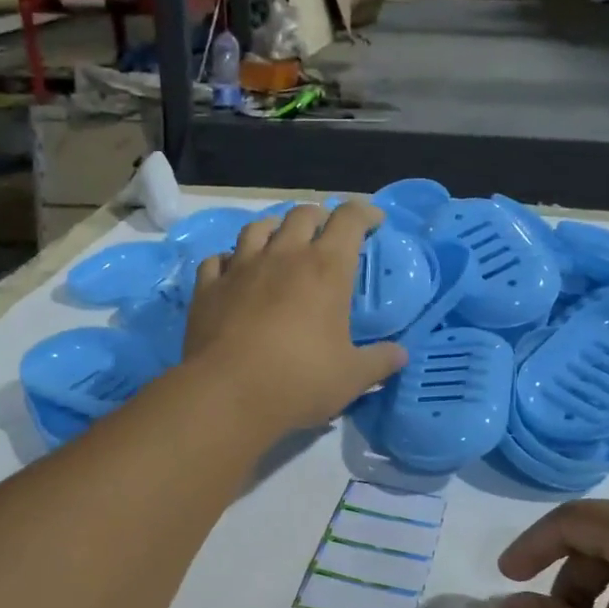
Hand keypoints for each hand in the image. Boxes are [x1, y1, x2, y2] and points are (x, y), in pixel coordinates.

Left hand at [183, 202, 408, 437]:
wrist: (227, 394)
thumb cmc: (299, 382)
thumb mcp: (351, 377)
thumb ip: (379, 362)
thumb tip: (400, 356)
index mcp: (325, 269)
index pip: (349, 219)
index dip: (364, 212)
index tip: (373, 221)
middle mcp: (283, 256)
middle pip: (302, 215)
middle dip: (319, 217)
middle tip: (326, 234)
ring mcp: (241, 268)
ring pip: (257, 227)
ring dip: (274, 228)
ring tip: (280, 242)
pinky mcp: (208, 287)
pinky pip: (218, 259)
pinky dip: (230, 259)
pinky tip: (234, 271)